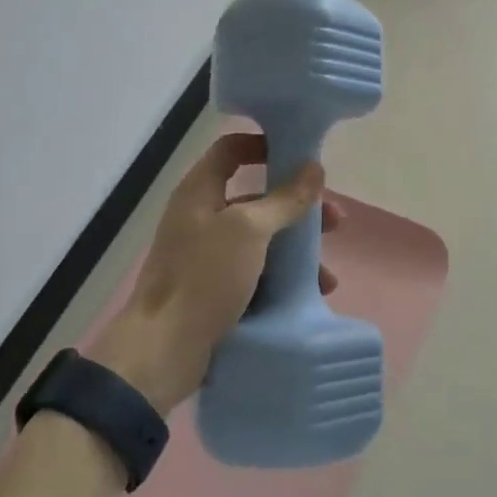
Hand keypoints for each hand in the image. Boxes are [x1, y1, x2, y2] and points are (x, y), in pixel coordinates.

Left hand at [85, 132, 340, 412]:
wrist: (162, 351)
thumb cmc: (204, 277)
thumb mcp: (249, 230)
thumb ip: (284, 199)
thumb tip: (314, 168)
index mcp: (200, 192)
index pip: (231, 149)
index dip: (264, 144)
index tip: (301, 155)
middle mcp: (202, 216)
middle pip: (257, 197)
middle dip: (298, 207)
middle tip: (334, 221)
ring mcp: (207, 255)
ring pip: (262, 239)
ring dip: (297, 250)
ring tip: (327, 274)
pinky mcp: (215, 288)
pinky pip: (257, 272)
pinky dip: (283, 278)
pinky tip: (310, 295)